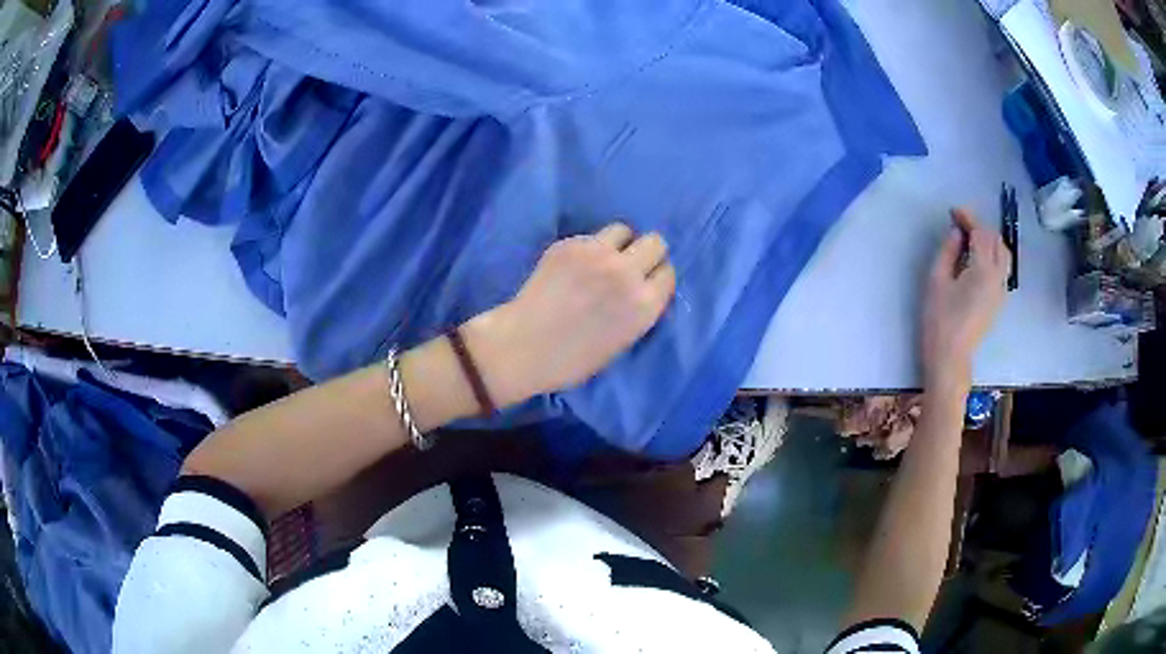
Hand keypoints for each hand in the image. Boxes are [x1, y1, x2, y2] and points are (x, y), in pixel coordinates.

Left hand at [464, 223, 675, 406]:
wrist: (523, 347)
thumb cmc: (572, 360)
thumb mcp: (622, 342)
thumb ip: (638, 311)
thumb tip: (642, 288)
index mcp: (644, 305)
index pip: (668, 273)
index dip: (656, 277)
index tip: (645, 283)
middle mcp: (627, 273)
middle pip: (656, 242)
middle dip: (645, 253)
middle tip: (628, 266)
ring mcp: (597, 254)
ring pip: (624, 230)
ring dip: (618, 244)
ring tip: (601, 260)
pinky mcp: (570, 244)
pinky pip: (591, 236)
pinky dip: (588, 248)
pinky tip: (572, 266)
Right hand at [922, 208, 1008, 394]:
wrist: (951, 358)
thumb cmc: (939, 321)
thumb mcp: (936, 281)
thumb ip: (948, 251)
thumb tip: (957, 234)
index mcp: (983, 270)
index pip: (981, 234)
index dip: (968, 218)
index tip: (953, 211)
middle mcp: (998, 277)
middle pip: (996, 241)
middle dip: (980, 227)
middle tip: (960, 224)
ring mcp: (1001, 290)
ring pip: (1003, 254)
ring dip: (989, 240)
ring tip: (971, 239)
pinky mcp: (999, 300)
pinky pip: (1002, 268)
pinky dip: (993, 255)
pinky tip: (978, 258)